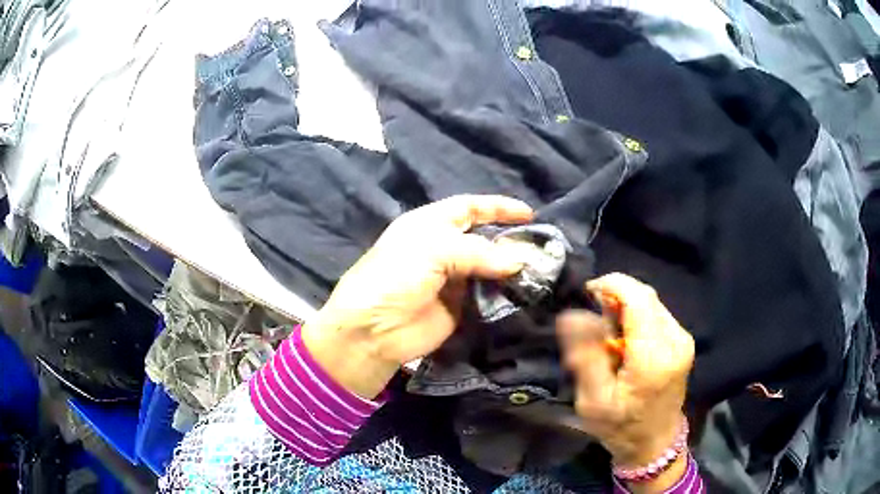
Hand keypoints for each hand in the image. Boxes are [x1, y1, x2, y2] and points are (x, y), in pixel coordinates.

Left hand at [302, 195, 533, 399]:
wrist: (374, 330)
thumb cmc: (395, 277)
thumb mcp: (432, 250)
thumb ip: (478, 252)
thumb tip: (517, 261)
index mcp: (430, 225)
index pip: (469, 208)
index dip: (498, 207)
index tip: (529, 213)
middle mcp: (443, 248)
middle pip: (484, 238)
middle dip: (510, 239)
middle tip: (541, 246)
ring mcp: (452, 279)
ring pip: (489, 267)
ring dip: (512, 267)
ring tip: (542, 268)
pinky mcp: (460, 306)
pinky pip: (488, 295)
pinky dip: (505, 292)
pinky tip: (525, 290)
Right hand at [557, 273, 693, 488]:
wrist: (655, 443)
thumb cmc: (620, 427)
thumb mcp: (594, 400)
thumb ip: (586, 355)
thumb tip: (572, 314)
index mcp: (654, 356)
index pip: (638, 297)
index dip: (611, 285)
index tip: (587, 294)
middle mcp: (676, 339)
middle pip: (645, 296)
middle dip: (616, 298)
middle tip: (593, 323)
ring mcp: (683, 339)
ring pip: (651, 303)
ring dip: (626, 309)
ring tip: (608, 336)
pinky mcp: (683, 341)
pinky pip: (657, 314)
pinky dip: (637, 318)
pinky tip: (626, 342)